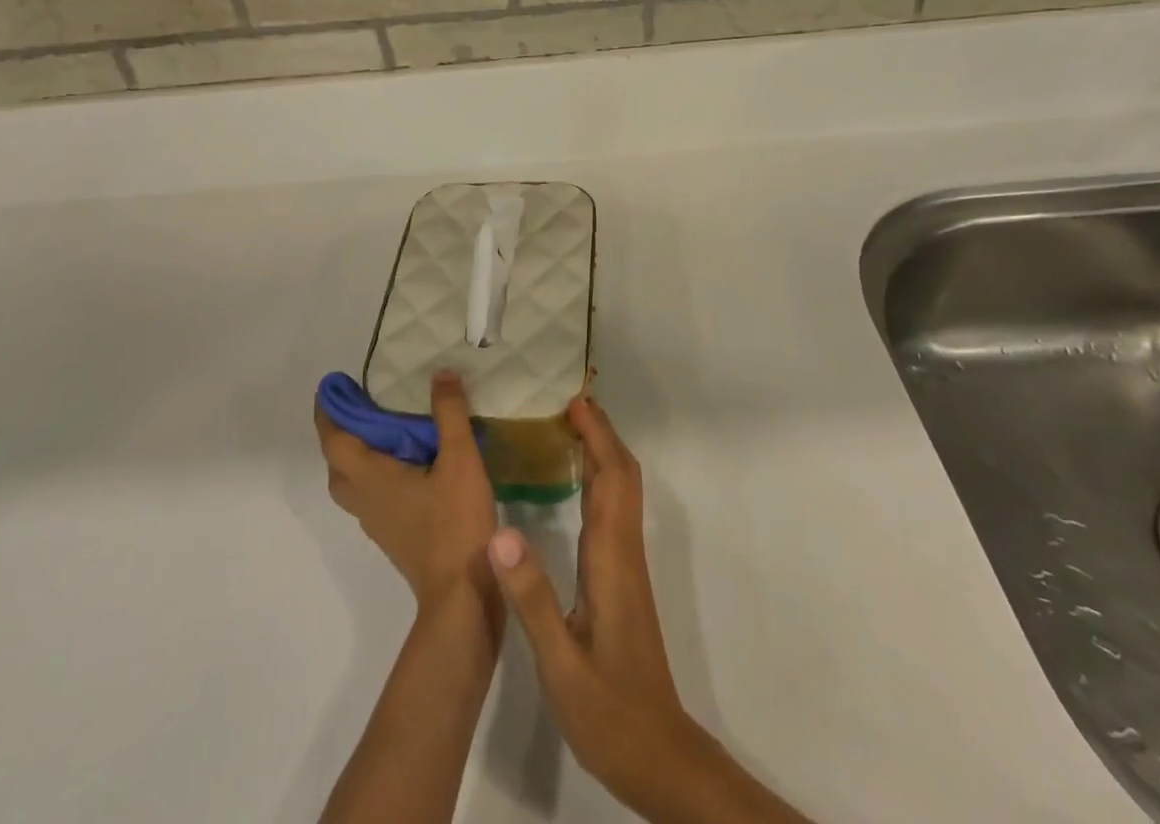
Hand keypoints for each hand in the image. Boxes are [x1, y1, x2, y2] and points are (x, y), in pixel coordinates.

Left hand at [317, 370, 499, 617]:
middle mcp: (365, 500)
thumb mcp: (460, 459)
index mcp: (371, 478)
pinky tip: (405, 468)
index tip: (330, 388)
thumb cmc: (454, 523)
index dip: (328, 413)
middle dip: (340, 435)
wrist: (461, 596)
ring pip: (351, 485)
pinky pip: (370, 497)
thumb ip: (449, 413)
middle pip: (337, 465)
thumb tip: (440, 373)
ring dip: (355, 457)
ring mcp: (377, 523)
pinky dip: (374, 475)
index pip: (335, 441)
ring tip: (381, 433)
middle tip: (359, 408)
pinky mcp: (393, 537)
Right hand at [485, 397, 697, 806]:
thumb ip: (531, 597)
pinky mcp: (621, 581)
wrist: (658, 758)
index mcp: (612, 558)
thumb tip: (501, 529)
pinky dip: (597, 480)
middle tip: (565, 403)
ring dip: (601, 452)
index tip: (573, 401)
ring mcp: (626, 566)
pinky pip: (612, 512)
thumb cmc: (610, 711)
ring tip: (564, 429)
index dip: (598, 435)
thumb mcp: (561, 662)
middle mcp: (624, 552)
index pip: (612, 477)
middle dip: (600, 432)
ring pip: (620, 492)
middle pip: (622, 474)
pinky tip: (572, 486)